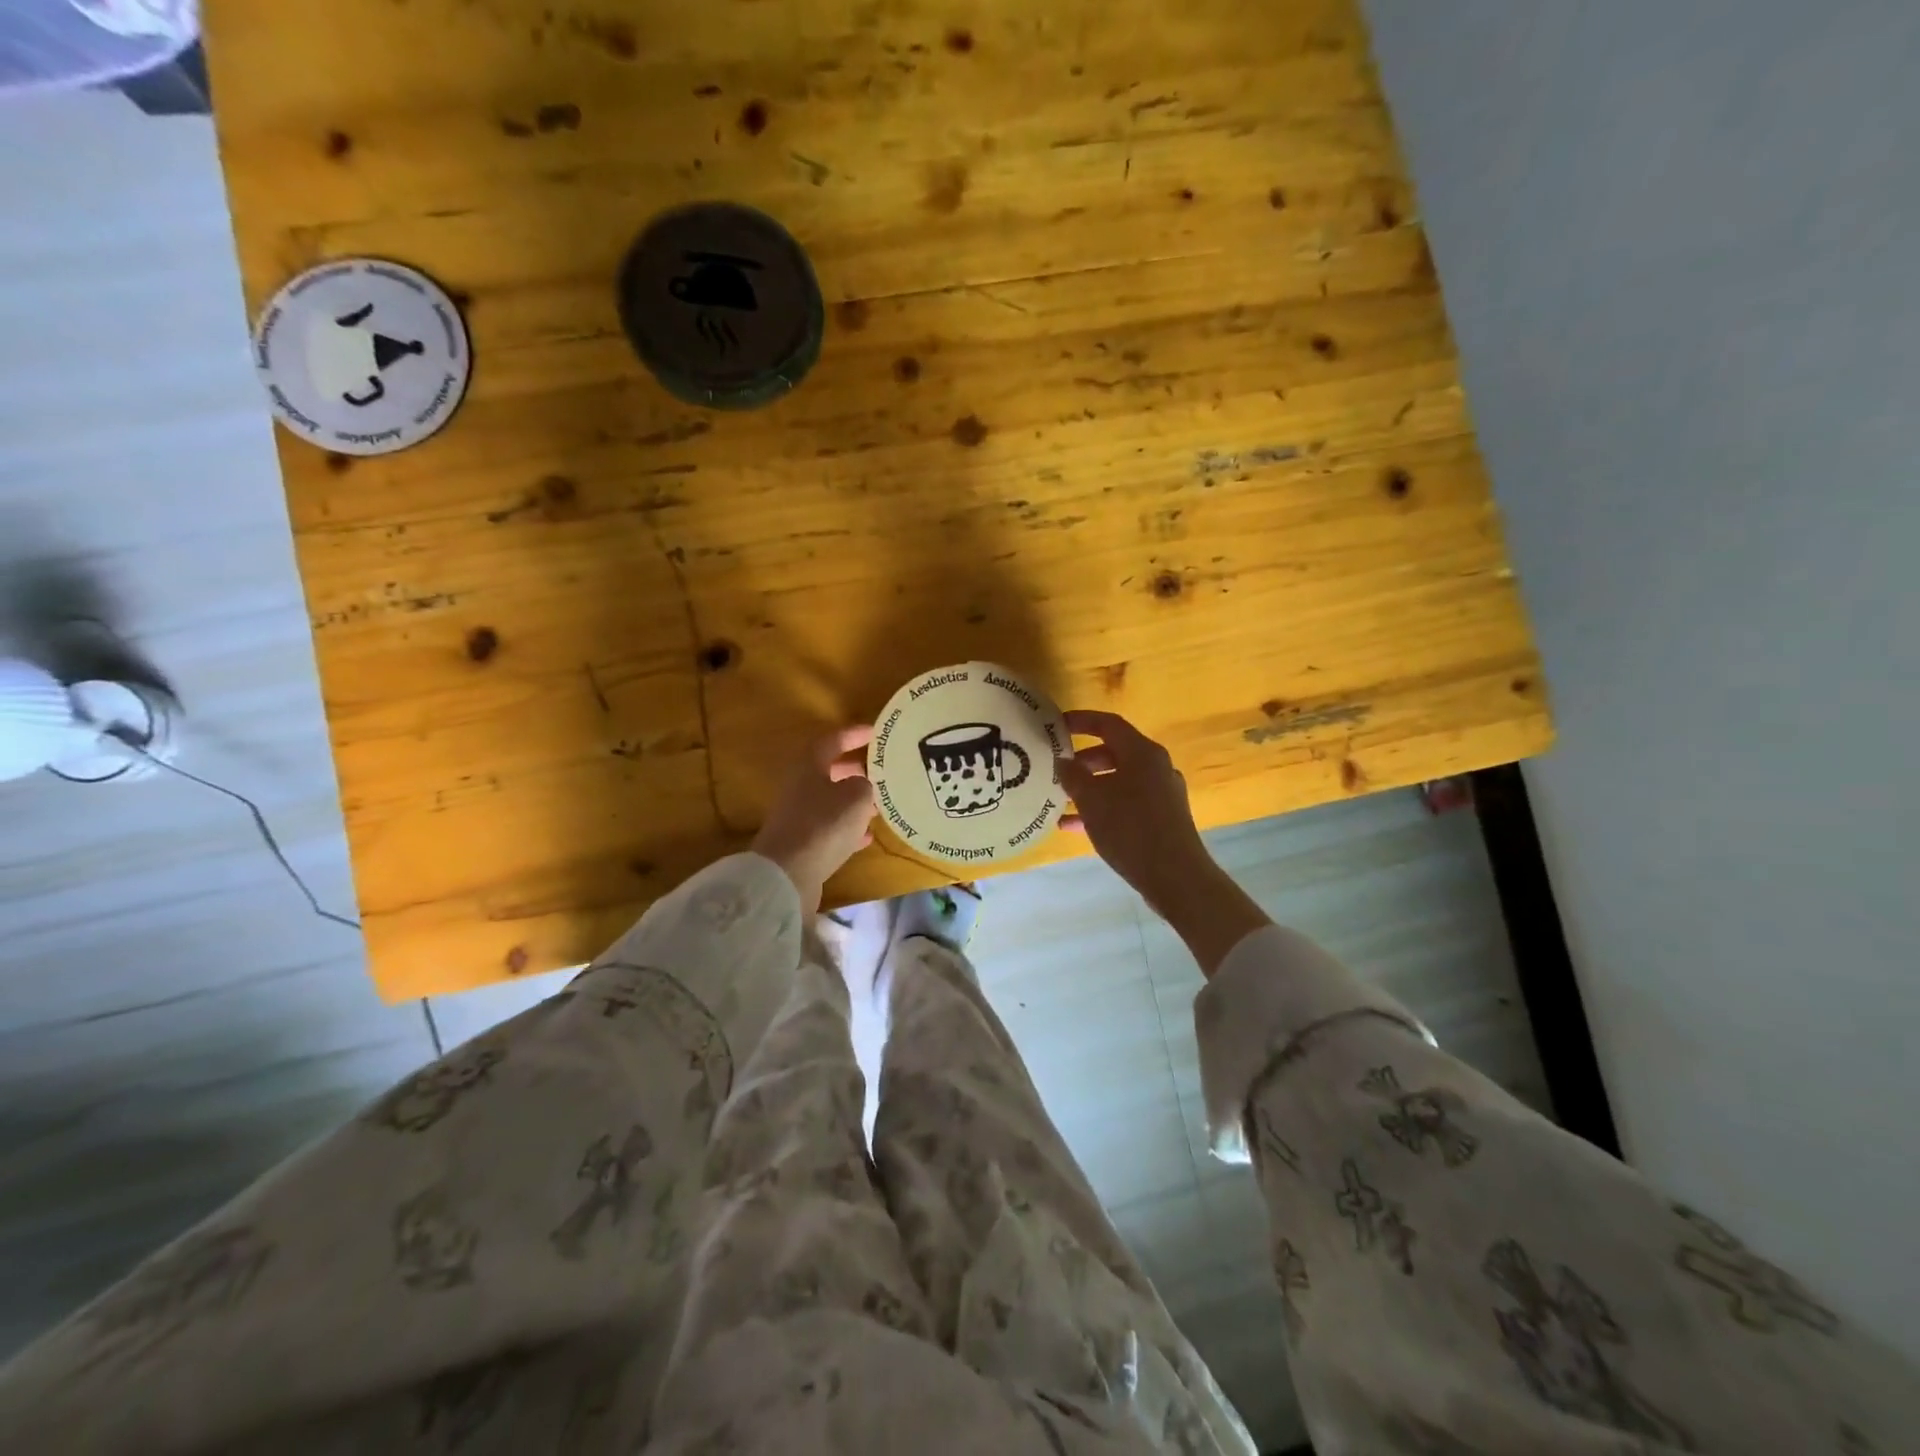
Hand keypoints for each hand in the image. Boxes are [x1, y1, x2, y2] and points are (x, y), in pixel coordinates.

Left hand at [752, 726, 876, 913]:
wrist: (787, 875)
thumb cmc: (823, 825)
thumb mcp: (856, 797)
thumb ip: (864, 785)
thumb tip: (862, 786)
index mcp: (808, 766)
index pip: (831, 740)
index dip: (853, 734)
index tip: (875, 733)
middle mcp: (799, 787)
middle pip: (828, 771)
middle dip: (854, 769)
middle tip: (880, 770)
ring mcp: (798, 817)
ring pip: (830, 801)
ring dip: (853, 801)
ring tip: (879, 805)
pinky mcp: (801, 844)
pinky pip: (829, 829)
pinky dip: (848, 829)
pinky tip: (867, 837)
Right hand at [1057, 710, 1269, 975]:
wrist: (1175, 876)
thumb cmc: (1130, 829)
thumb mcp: (1092, 800)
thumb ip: (1074, 776)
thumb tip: (1064, 761)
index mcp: (1142, 753)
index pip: (1108, 724)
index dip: (1081, 721)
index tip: (1057, 725)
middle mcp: (1156, 767)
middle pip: (1114, 752)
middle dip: (1083, 760)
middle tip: (1058, 769)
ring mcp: (1162, 793)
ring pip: (1119, 780)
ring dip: (1090, 787)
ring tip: (1061, 800)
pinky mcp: (1162, 818)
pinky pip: (1126, 803)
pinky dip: (1103, 808)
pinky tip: (1075, 827)